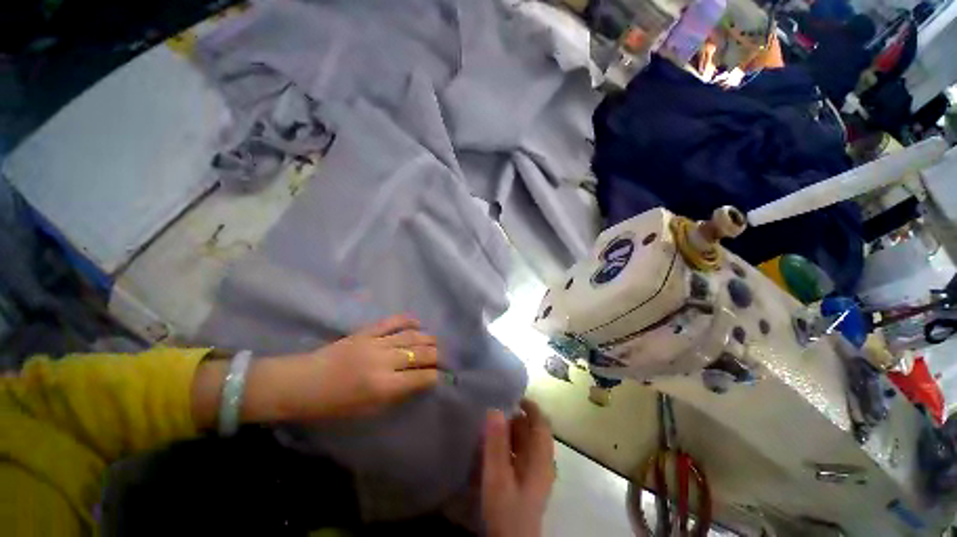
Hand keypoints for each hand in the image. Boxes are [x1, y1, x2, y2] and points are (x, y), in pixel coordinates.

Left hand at [231, 315, 439, 423]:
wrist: (300, 383)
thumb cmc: (332, 405)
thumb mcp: (366, 410)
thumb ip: (395, 395)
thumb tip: (417, 382)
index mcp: (382, 386)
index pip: (420, 377)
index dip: (435, 376)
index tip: (442, 376)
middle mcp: (383, 361)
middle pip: (420, 353)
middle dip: (436, 356)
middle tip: (443, 358)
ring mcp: (375, 343)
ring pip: (411, 336)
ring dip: (427, 338)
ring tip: (435, 342)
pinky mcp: (366, 331)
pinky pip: (392, 322)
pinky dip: (408, 320)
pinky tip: (418, 323)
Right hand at [481, 400, 554, 536]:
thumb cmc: (506, 510)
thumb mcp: (498, 476)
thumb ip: (496, 443)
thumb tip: (495, 409)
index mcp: (541, 457)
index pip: (542, 422)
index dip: (529, 406)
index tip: (512, 397)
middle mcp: (543, 461)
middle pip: (534, 431)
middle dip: (516, 419)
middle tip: (495, 414)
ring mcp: (537, 472)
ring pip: (528, 442)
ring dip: (512, 432)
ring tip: (492, 429)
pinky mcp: (530, 481)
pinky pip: (522, 454)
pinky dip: (511, 445)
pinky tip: (496, 450)